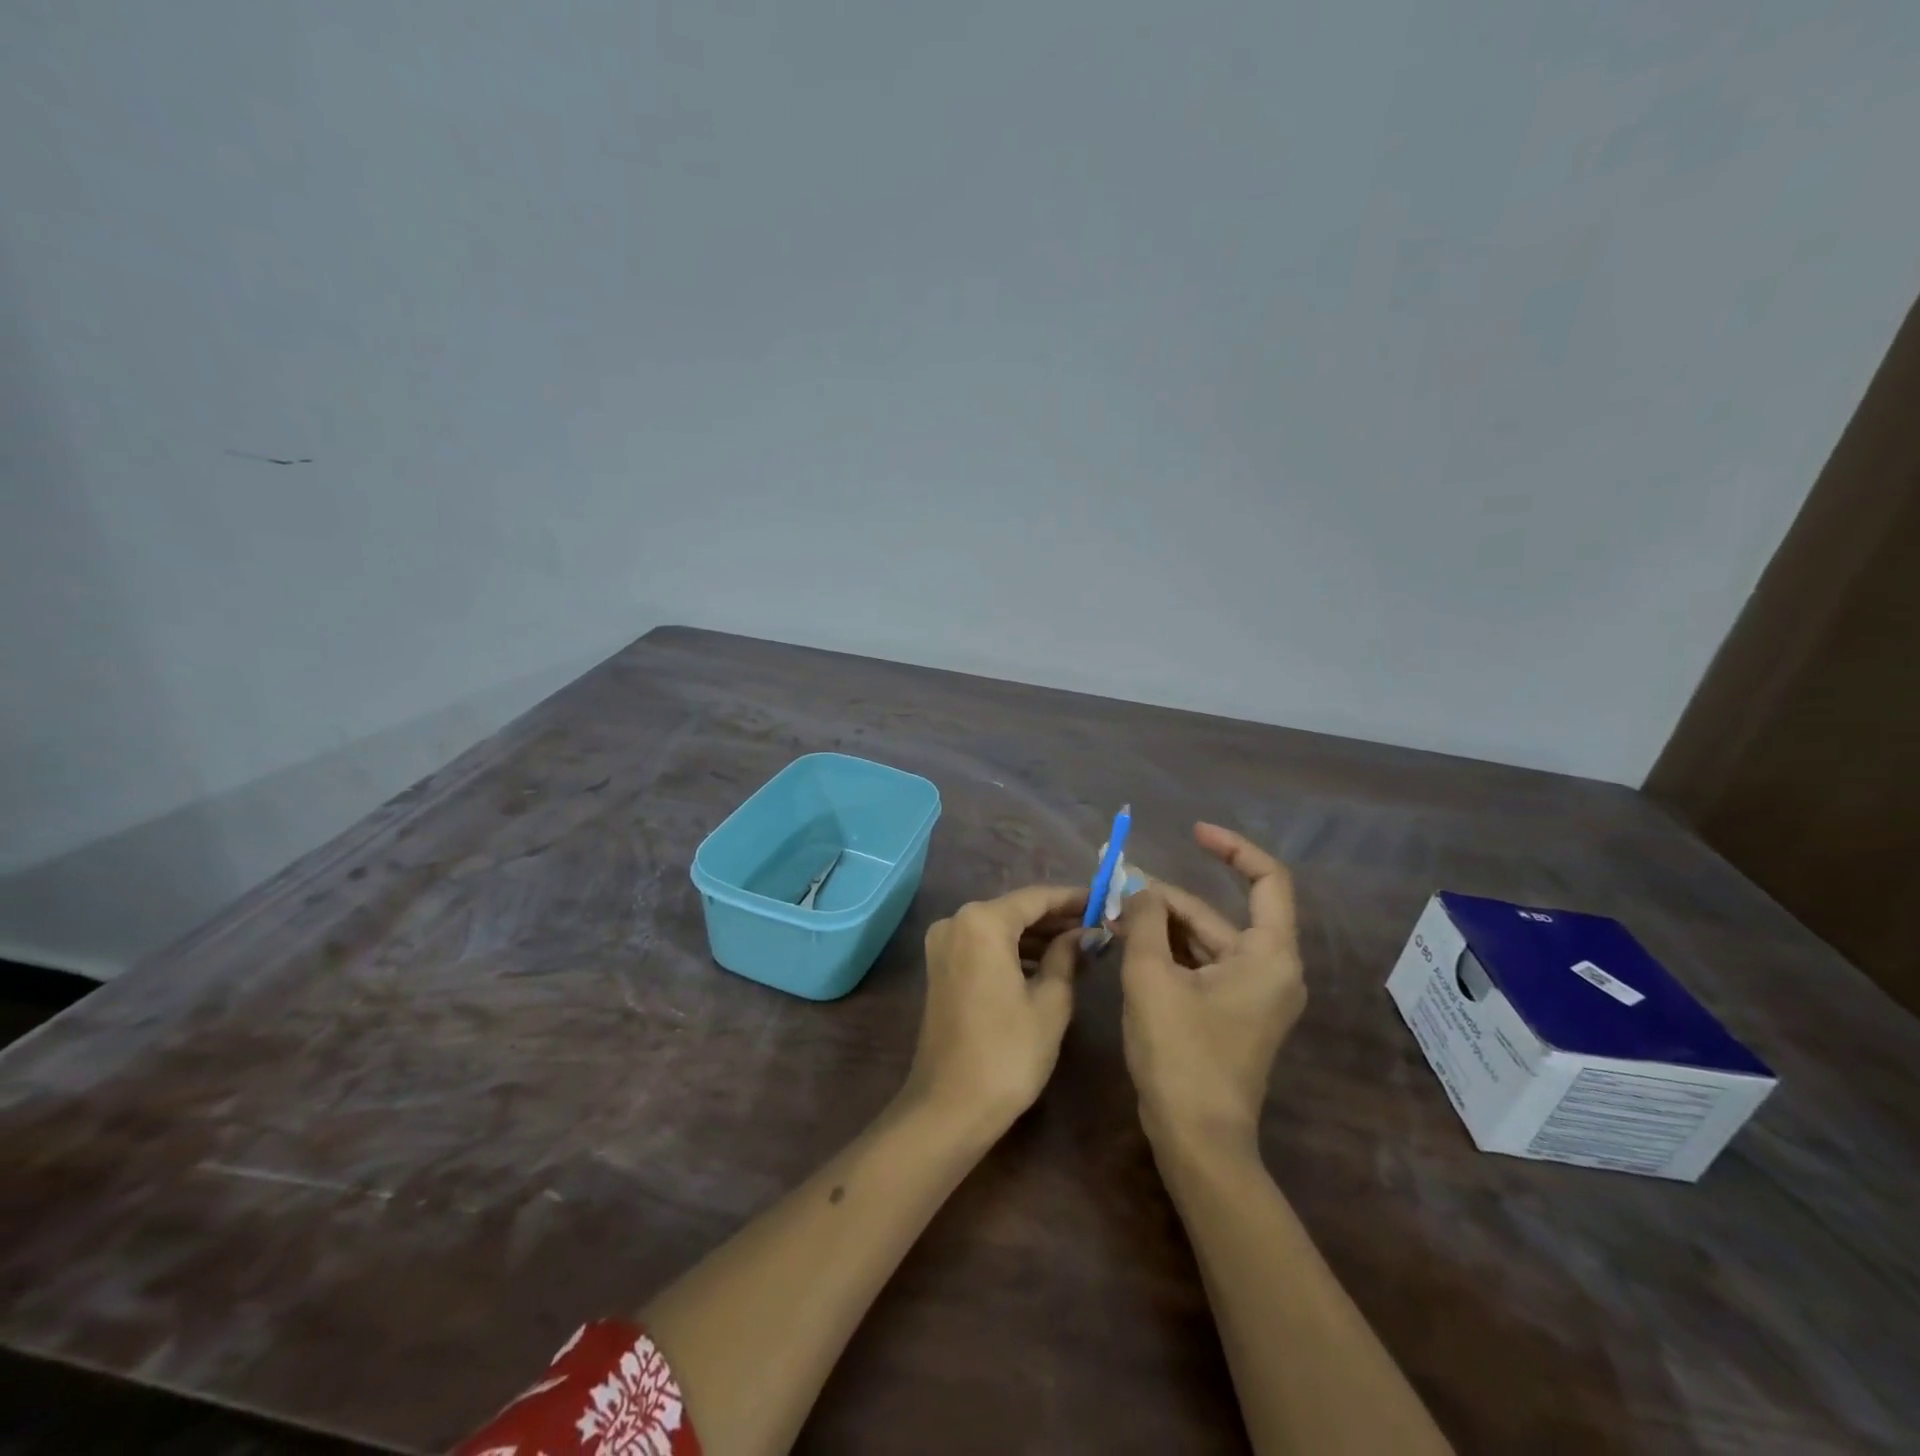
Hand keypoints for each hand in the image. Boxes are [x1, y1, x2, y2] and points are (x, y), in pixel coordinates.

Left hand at [906, 885, 1085, 1128]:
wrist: (949, 1106)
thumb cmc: (1008, 1052)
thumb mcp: (1050, 1002)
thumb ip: (1067, 956)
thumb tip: (1085, 933)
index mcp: (982, 922)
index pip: (1036, 897)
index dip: (1072, 898)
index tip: (1104, 901)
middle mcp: (956, 921)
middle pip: (1015, 910)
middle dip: (1055, 919)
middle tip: (1097, 927)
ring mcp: (944, 944)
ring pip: (999, 928)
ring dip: (1036, 937)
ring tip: (1080, 948)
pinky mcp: (941, 967)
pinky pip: (984, 946)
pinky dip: (1013, 951)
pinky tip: (1046, 965)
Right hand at [1119, 823, 1306, 1156]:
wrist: (1197, 1140)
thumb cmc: (1181, 1054)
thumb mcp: (1151, 978)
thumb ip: (1144, 921)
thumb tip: (1138, 887)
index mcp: (1269, 956)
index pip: (1268, 880)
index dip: (1232, 848)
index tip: (1191, 833)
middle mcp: (1270, 969)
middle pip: (1218, 914)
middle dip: (1167, 899)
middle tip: (1116, 887)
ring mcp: (1252, 994)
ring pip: (1204, 940)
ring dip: (1161, 925)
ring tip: (1113, 913)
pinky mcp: (1231, 1013)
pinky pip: (1200, 965)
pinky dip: (1168, 951)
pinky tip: (1129, 943)